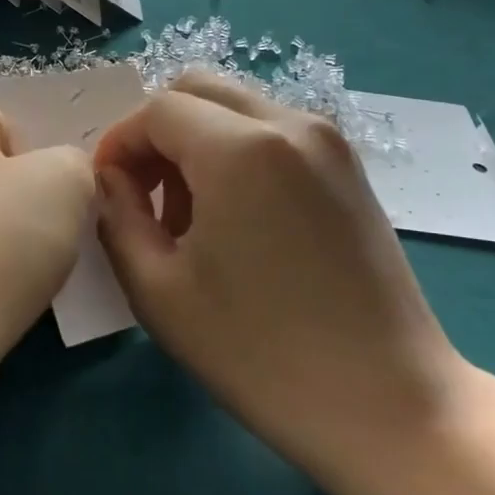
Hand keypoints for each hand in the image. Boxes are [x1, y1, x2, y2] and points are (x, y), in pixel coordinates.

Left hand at [0, 98, 92, 448]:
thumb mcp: (64, 181)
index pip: (14, 125)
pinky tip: (12, 299)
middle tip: (61, 236)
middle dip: (34, 204)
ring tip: (40, 274)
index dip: (48, 163)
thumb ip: (78, 163)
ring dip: (15, 245)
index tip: (65, 202)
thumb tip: (64, 184)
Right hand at [92, 74, 463, 461]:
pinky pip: (273, 131)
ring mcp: (329, 141)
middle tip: (144, 195)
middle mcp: (290, 123)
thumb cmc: (259, 353)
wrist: (387, 404)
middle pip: (198, 89)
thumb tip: (112, 181)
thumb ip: (118, 218)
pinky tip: (236, 218)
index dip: (119, 144)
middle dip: (156, 133)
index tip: (107, 192)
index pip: (158, 110)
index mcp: (241, 148)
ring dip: (196, 142)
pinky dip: (236, 152)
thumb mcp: (159, 290)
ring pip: (236, 107)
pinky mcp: (349, 167)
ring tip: (190, 216)